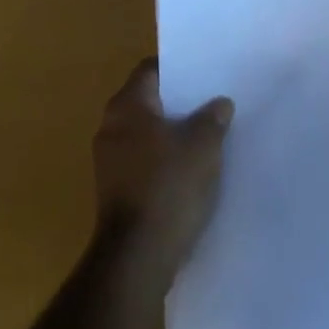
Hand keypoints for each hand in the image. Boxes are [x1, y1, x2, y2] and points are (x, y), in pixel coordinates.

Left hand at [92, 58, 233, 281]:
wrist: (137, 259)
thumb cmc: (169, 187)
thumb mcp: (203, 146)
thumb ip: (213, 118)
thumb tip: (219, 104)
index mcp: (127, 106)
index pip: (151, 70)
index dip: (178, 69)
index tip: (204, 73)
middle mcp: (111, 126)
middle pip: (148, 101)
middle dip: (179, 103)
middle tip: (212, 102)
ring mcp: (109, 161)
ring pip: (146, 133)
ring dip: (172, 134)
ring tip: (207, 135)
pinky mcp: (114, 191)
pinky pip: (143, 161)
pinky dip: (164, 160)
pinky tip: (191, 170)